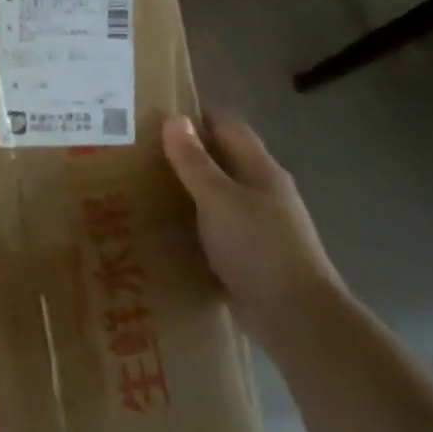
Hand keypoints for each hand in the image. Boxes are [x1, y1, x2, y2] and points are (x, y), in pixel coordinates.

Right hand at [161, 112, 343, 348]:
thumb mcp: (219, 199)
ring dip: (185, 188)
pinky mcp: (246, 254)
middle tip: (136, 150)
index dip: (195, 115)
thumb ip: (195, 161)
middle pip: (220, 159)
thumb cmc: (258, 247)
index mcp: (261, 170)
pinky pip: (213, 226)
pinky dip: (190, 221)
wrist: (296, 318)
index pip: (227, 126)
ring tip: (139, 184)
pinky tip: (162, 226)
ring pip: (215, 194)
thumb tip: (174, 119)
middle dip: (183, 152)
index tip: (153, 113)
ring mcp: (256, 224)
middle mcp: (261, 191)